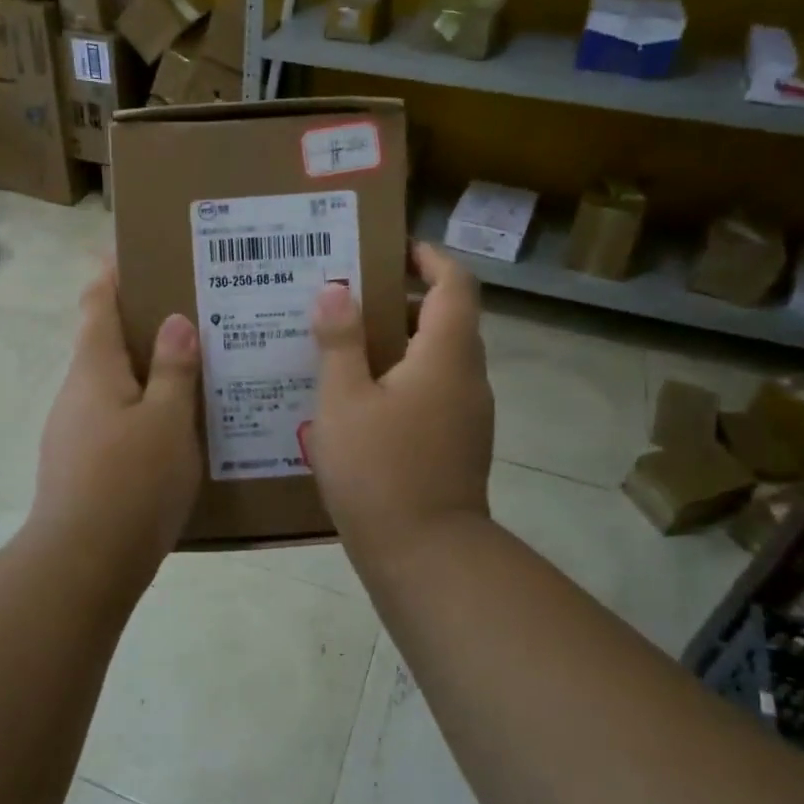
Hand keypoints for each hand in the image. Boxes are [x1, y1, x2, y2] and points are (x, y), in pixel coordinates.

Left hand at [25, 266, 201, 576]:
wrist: (82, 564)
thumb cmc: (131, 481)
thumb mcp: (168, 420)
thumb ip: (174, 369)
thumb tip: (175, 322)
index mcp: (94, 370)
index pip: (96, 305)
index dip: (110, 276)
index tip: (130, 254)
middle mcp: (76, 393)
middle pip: (103, 345)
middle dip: (139, 326)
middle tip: (189, 316)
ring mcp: (72, 432)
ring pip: (111, 387)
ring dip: (143, 373)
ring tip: (192, 371)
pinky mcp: (79, 466)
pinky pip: (113, 421)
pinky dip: (140, 411)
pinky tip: (172, 429)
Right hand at [306, 243, 493, 560]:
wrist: (425, 555)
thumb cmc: (379, 469)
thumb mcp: (343, 399)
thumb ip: (340, 340)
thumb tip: (335, 289)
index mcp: (446, 355)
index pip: (455, 284)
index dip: (429, 258)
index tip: (393, 248)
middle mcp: (468, 378)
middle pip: (447, 320)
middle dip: (404, 300)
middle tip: (351, 297)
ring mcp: (469, 415)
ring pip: (439, 359)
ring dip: (401, 342)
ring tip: (347, 343)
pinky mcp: (459, 444)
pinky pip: (434, 391)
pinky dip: (404, 378)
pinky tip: (360, 397)